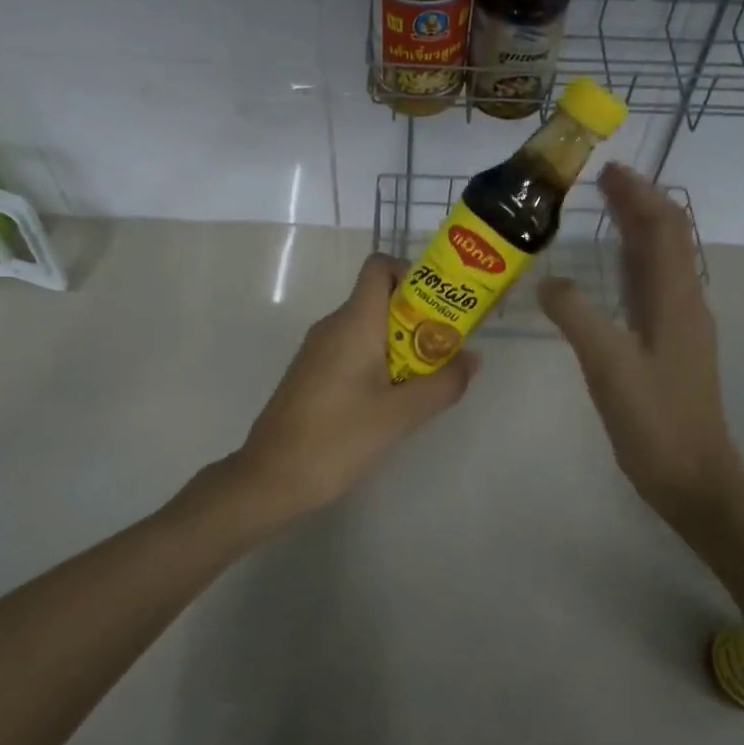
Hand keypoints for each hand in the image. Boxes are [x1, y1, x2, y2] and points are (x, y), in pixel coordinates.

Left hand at [216, 253, 481, 528]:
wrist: (271, 477)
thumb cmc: (337, 438)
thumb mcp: (400, 414)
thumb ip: (442, 383)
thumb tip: (472, 358)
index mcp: (354, 321)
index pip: (379, 267)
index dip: (412, 274)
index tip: (440, 308)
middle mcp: (333, 325)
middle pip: (380, 298)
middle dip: (418, 318)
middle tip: (446, 351)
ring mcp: (318, 350)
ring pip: (368, 328)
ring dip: (401, 345)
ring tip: (426, 380)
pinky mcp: (312, 373)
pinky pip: (352, 350)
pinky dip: (379, 362)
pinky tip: (391, 401)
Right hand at [539, 165, 741, 517]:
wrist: (692, 478)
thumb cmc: (654, 420)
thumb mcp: (608, 364)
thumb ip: (576, 315)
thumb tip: (548, 279)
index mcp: (676, 299)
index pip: (664, 228)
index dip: (640, 194)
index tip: (609, 170)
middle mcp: (683, 302)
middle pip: (666, 237)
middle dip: (637, 204)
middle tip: (599, 182)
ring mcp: (679, 324)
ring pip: (660, 261)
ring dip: (636, 230)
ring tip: (604, 210)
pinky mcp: (669, 344)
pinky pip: (651, 287)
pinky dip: (632, 262)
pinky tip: (610, 269)